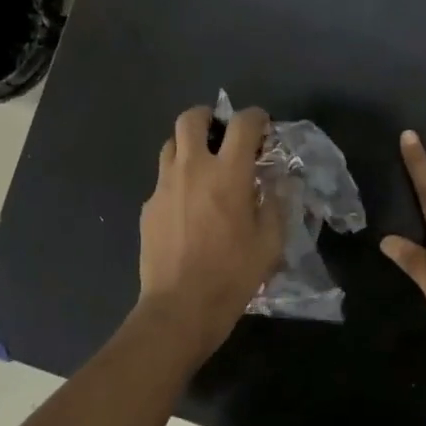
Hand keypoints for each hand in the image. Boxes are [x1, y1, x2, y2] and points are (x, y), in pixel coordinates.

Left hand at [137, 103, 283, 351]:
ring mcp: (164, 186)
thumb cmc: (233, 275)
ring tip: (204, 168)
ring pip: (171, 145)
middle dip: (209, 117)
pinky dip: (178, 181)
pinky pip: (163, 180)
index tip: (262, 127)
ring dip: (189, 146)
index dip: (256, 117)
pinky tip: (188, 207)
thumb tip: (277, 183)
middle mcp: (192, 169)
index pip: (242, 123)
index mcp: (228, 173)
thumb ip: (276, 204)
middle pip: (191, 118)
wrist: (180, 307)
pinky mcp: (148, 207)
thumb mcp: (270, 242)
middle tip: (223, 135)